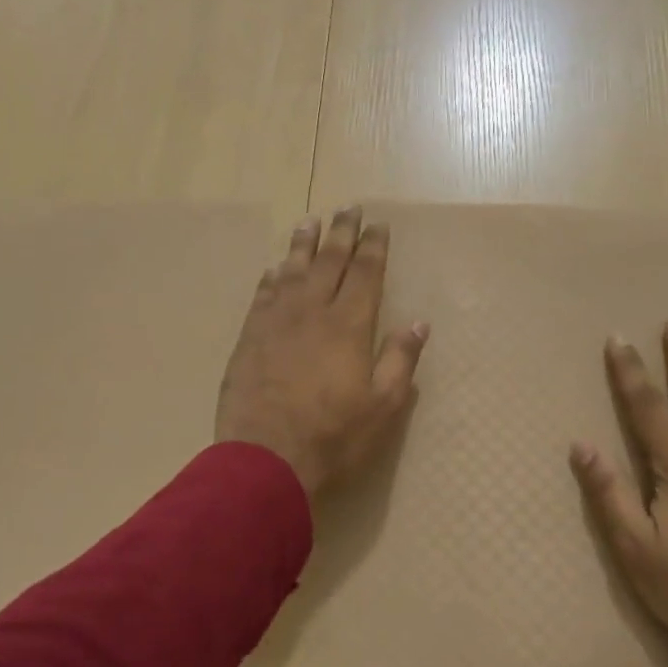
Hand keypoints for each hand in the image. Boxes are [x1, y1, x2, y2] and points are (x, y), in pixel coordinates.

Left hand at [216, 207, 427, 497]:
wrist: (265, 458)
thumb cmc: (333, 435)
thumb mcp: (383, 405)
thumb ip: (400, 360)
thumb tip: (418, 322)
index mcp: (349, 325)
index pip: (366, 273)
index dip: (374, 246)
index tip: (378, 224)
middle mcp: (312, 311)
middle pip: (329, 261)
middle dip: (341, 232)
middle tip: (348, 208)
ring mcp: (276, 322)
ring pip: (292, 270)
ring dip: (303, 244)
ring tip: (310, 221)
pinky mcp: (249, 338)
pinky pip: (263, 295)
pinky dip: (272, 277)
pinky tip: (276, 269)